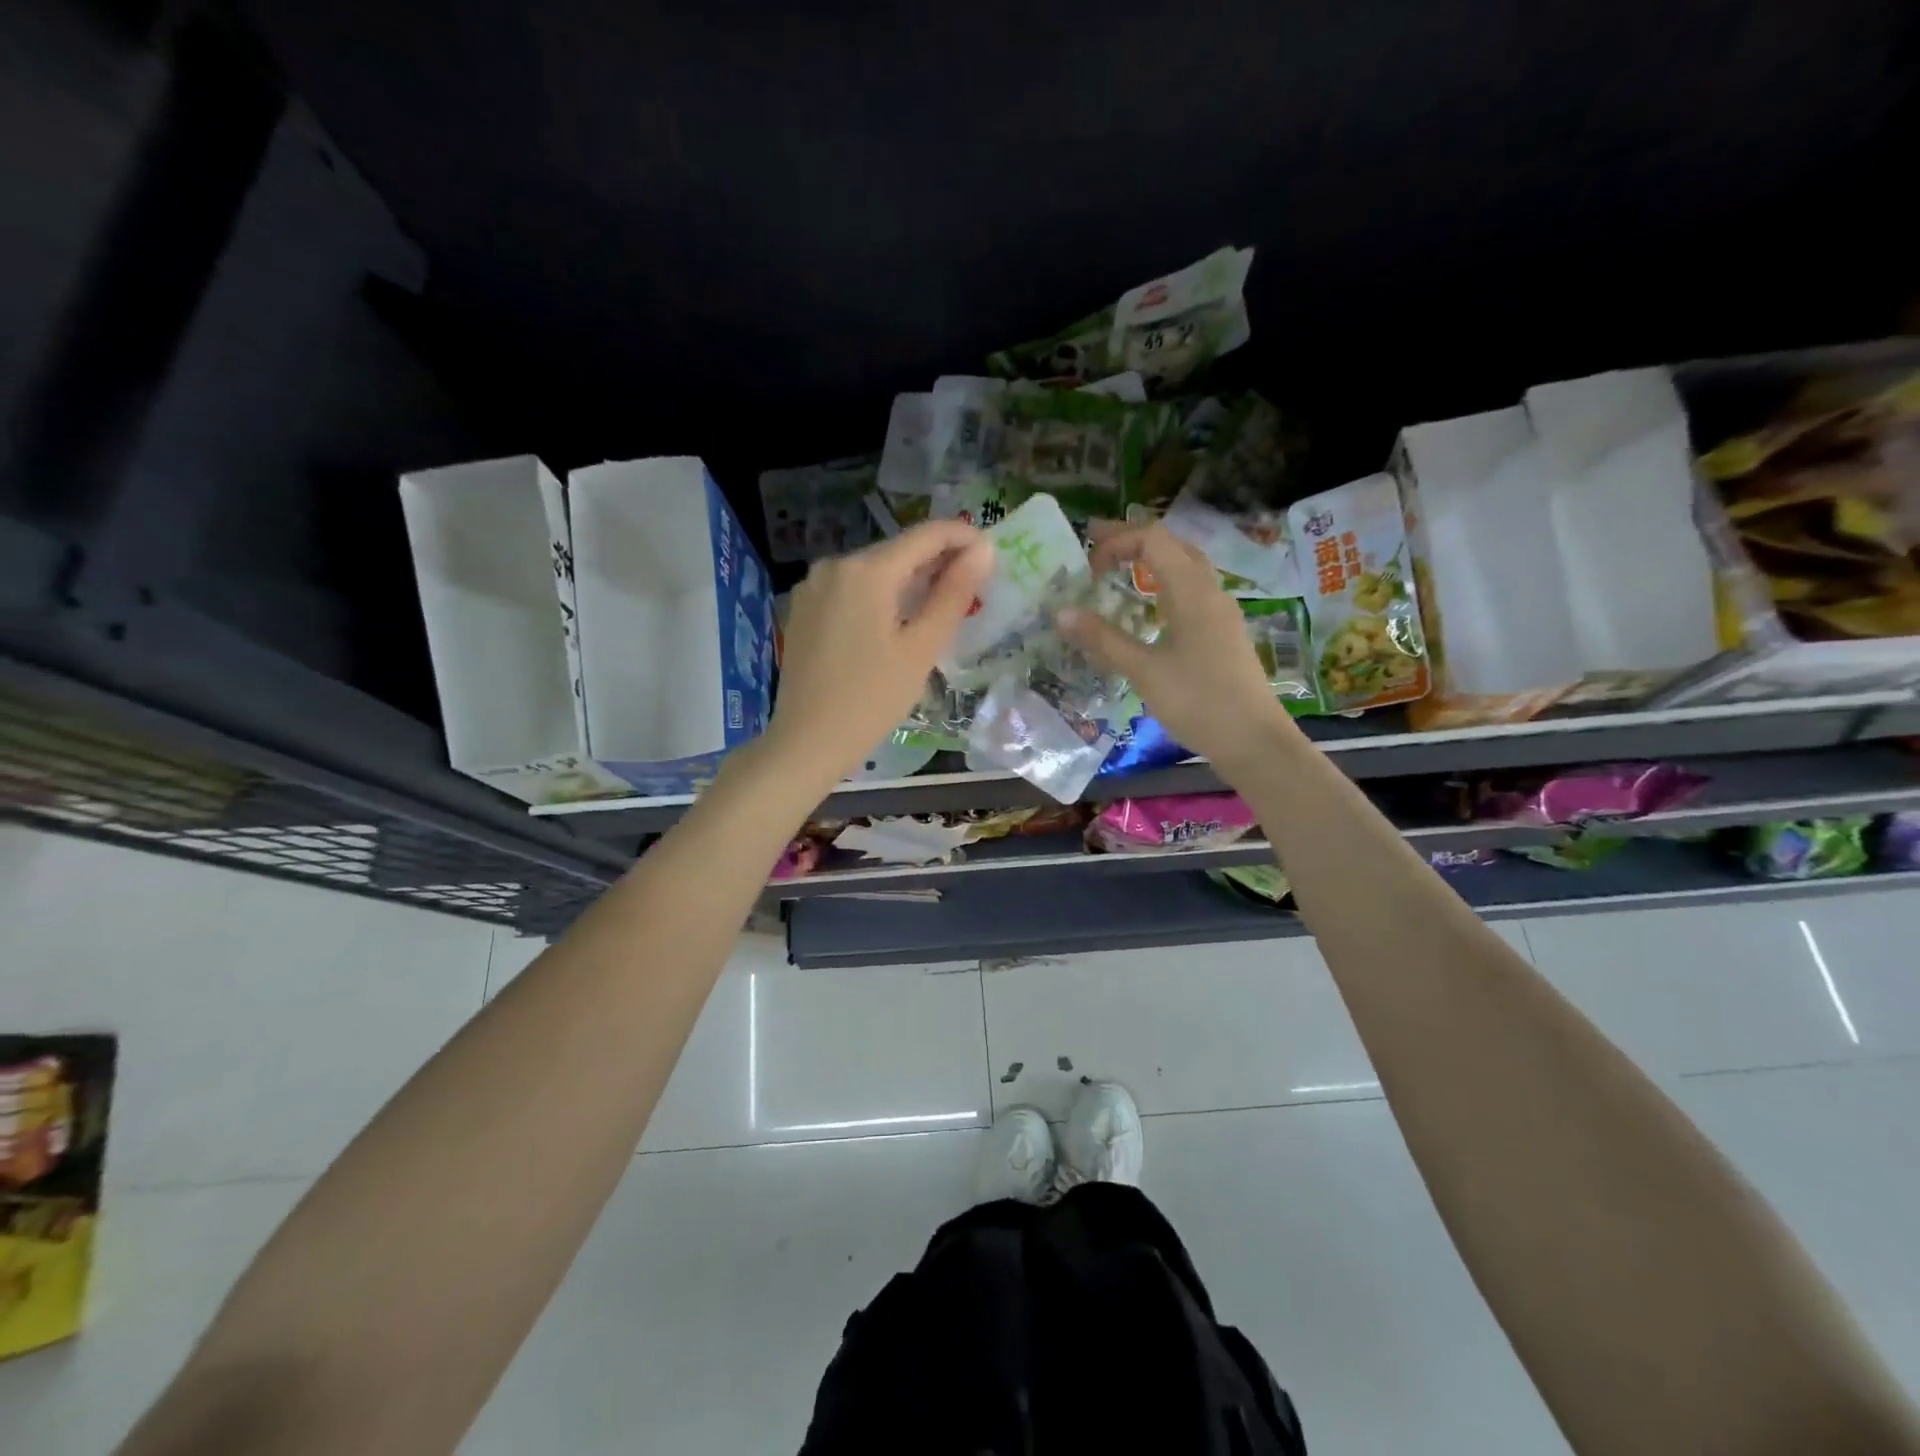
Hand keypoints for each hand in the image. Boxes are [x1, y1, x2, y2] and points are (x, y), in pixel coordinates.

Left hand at [764, 520, 994, 787]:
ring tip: (938, 605)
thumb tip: (983, 550)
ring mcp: (813, 585)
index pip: (925, 536)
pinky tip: (894, 621)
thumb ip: (953, 594)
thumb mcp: (921, 648)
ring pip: (873, 571)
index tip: (990, 552)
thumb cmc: (872, 699)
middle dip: (935, 562)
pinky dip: (878, 596)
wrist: (808, 741)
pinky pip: (850, 589)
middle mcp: (835, 565)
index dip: (962, 538)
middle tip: (971, 586)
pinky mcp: (803, 608)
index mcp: (867, 570)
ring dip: (907, 580)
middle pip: (897, 551)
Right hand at [1057, 521, 1295, 770]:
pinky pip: (1193, 592)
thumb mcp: (1144, 671)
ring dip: (1152, 562)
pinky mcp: (1224, 633)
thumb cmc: (1198, 702)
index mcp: (1192, 591)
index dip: (1117, 541)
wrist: (1254, 741)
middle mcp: (1211, 591)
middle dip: (1133, 541)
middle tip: (1097, 548)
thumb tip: (1061, 614)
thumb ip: (1103, 640)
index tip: (1088, 568)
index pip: (1154, 539)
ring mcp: (1221, 612)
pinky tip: (1150, 610)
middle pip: (1172, 545)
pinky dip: (1165, 585)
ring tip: (1120, 573)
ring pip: (1186, 568)